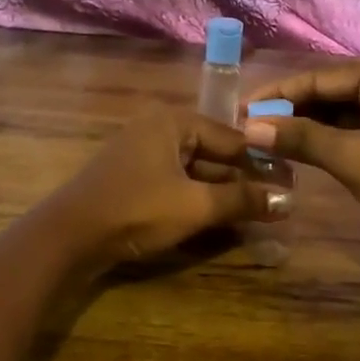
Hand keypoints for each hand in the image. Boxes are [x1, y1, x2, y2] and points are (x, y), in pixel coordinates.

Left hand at [42, 110, 283, 270]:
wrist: (67, 238)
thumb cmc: (136, 211)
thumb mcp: (195, 206)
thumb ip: (242, 200)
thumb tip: (288, 200)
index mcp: (172, 122)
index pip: (231, 136)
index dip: (263, 160)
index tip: (292, 181)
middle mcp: (157, 129)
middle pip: (213, 150)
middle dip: (244, 176)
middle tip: (277, 199)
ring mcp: (141, 154)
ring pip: (194, 169)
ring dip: (222, 190)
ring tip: (255, 210)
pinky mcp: (131, 179)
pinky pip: (176, 182)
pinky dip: (198, 197)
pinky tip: (219, 217)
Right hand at [243, 60, 359, 274]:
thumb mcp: (352, 157)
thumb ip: (301, 138)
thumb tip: (250, 127)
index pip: (319, 77)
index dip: (278, 95)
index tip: (241, 109)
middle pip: (330, 92)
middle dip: (291, 110)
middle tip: (250, 126)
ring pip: (341, 112)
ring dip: (308, 126)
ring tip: (268, 139)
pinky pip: (355, 129)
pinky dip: (328, 139)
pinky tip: (301, 151)